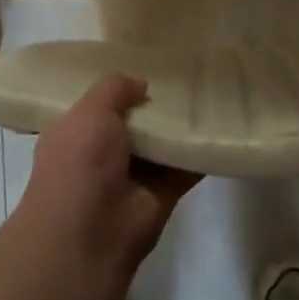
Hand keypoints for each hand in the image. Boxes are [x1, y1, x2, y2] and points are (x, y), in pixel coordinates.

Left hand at [17, 74, 200, 270]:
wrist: (90, 233)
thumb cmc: (79, 164)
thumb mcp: (89, 113)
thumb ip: (114, 89)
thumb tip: (141, 84)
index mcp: (76, 133)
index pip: (99, 105)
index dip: (119, 88)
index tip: (146, 66)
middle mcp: (103, 153)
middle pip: (136, 122)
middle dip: (156, 103)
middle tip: (188, 74)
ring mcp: (134, 175)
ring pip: (162, 143)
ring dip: (182, 127)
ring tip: (210, 94)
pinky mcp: (163, 193)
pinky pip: (186, 167)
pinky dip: (201, 153)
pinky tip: (221, 129)